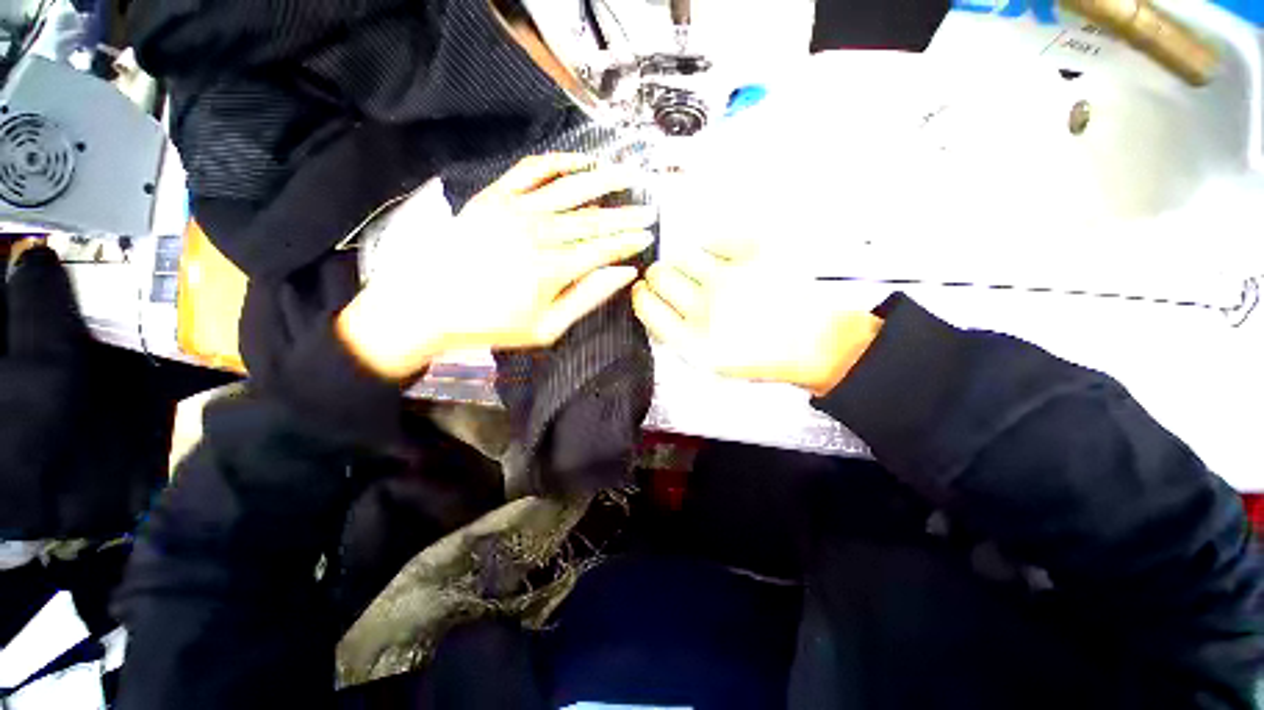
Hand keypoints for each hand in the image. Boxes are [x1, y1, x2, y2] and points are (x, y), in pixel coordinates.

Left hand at [338, 153, 655, 379]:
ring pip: (570, 189)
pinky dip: (559, 161)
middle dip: (626, 215)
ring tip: (628, 174)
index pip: (603, 249)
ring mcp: (514, 209)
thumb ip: (588, 298)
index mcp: (552, 268)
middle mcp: (538, 232)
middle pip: (593, 219)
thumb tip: (625, 273)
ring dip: (603, 180)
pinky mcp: (494, 196)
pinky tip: (580, 161)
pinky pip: (532, 170)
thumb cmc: (493, 323)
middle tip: (650, 210)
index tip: (648, 237)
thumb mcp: (547, 327)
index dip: (629, 242)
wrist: (429, 305)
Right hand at [632, 241, 883, 395]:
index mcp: (693, 342)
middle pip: (659, 275)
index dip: (642, 294)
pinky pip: (714, 239)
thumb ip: (678, 337)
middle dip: (660, 277)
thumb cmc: (763, 356)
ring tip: (702, 272)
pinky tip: (725, 262)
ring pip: (682, 254)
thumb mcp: (711, 363)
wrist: (816, 343)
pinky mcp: (756, 253)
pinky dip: (713, 249)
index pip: (647, 306)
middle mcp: (707, 309)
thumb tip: (655, 306)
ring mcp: (731, 278)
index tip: (645, 290)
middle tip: (672, 280)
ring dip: (685, 263)